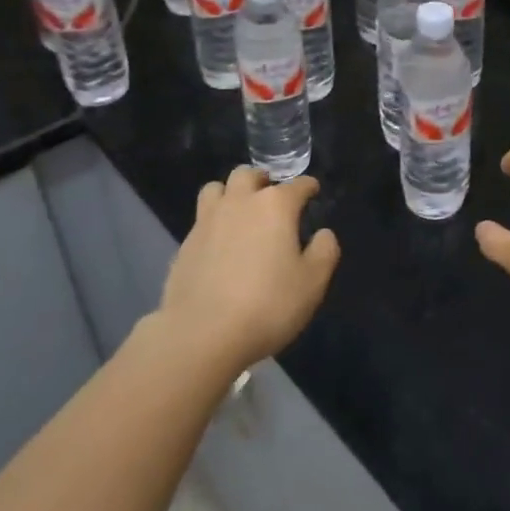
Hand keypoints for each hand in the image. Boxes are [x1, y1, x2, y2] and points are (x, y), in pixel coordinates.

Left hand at [159, 167, 338, 371]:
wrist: (200, 335)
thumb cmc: (267, 305)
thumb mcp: (312, 283)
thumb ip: (324, 251)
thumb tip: (323, 234)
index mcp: (276, 206)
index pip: (298, 185)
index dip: (308, 187)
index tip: (313, 192)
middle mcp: (240, 203)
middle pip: (249, 175)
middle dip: (262, 180)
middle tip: (271, 196)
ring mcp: (207, 221)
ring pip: (216, 188)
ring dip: (230, 193)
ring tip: (239, 211)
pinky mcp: (184, 245)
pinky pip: (200, 220)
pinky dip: (212, 223)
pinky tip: (219, 245)